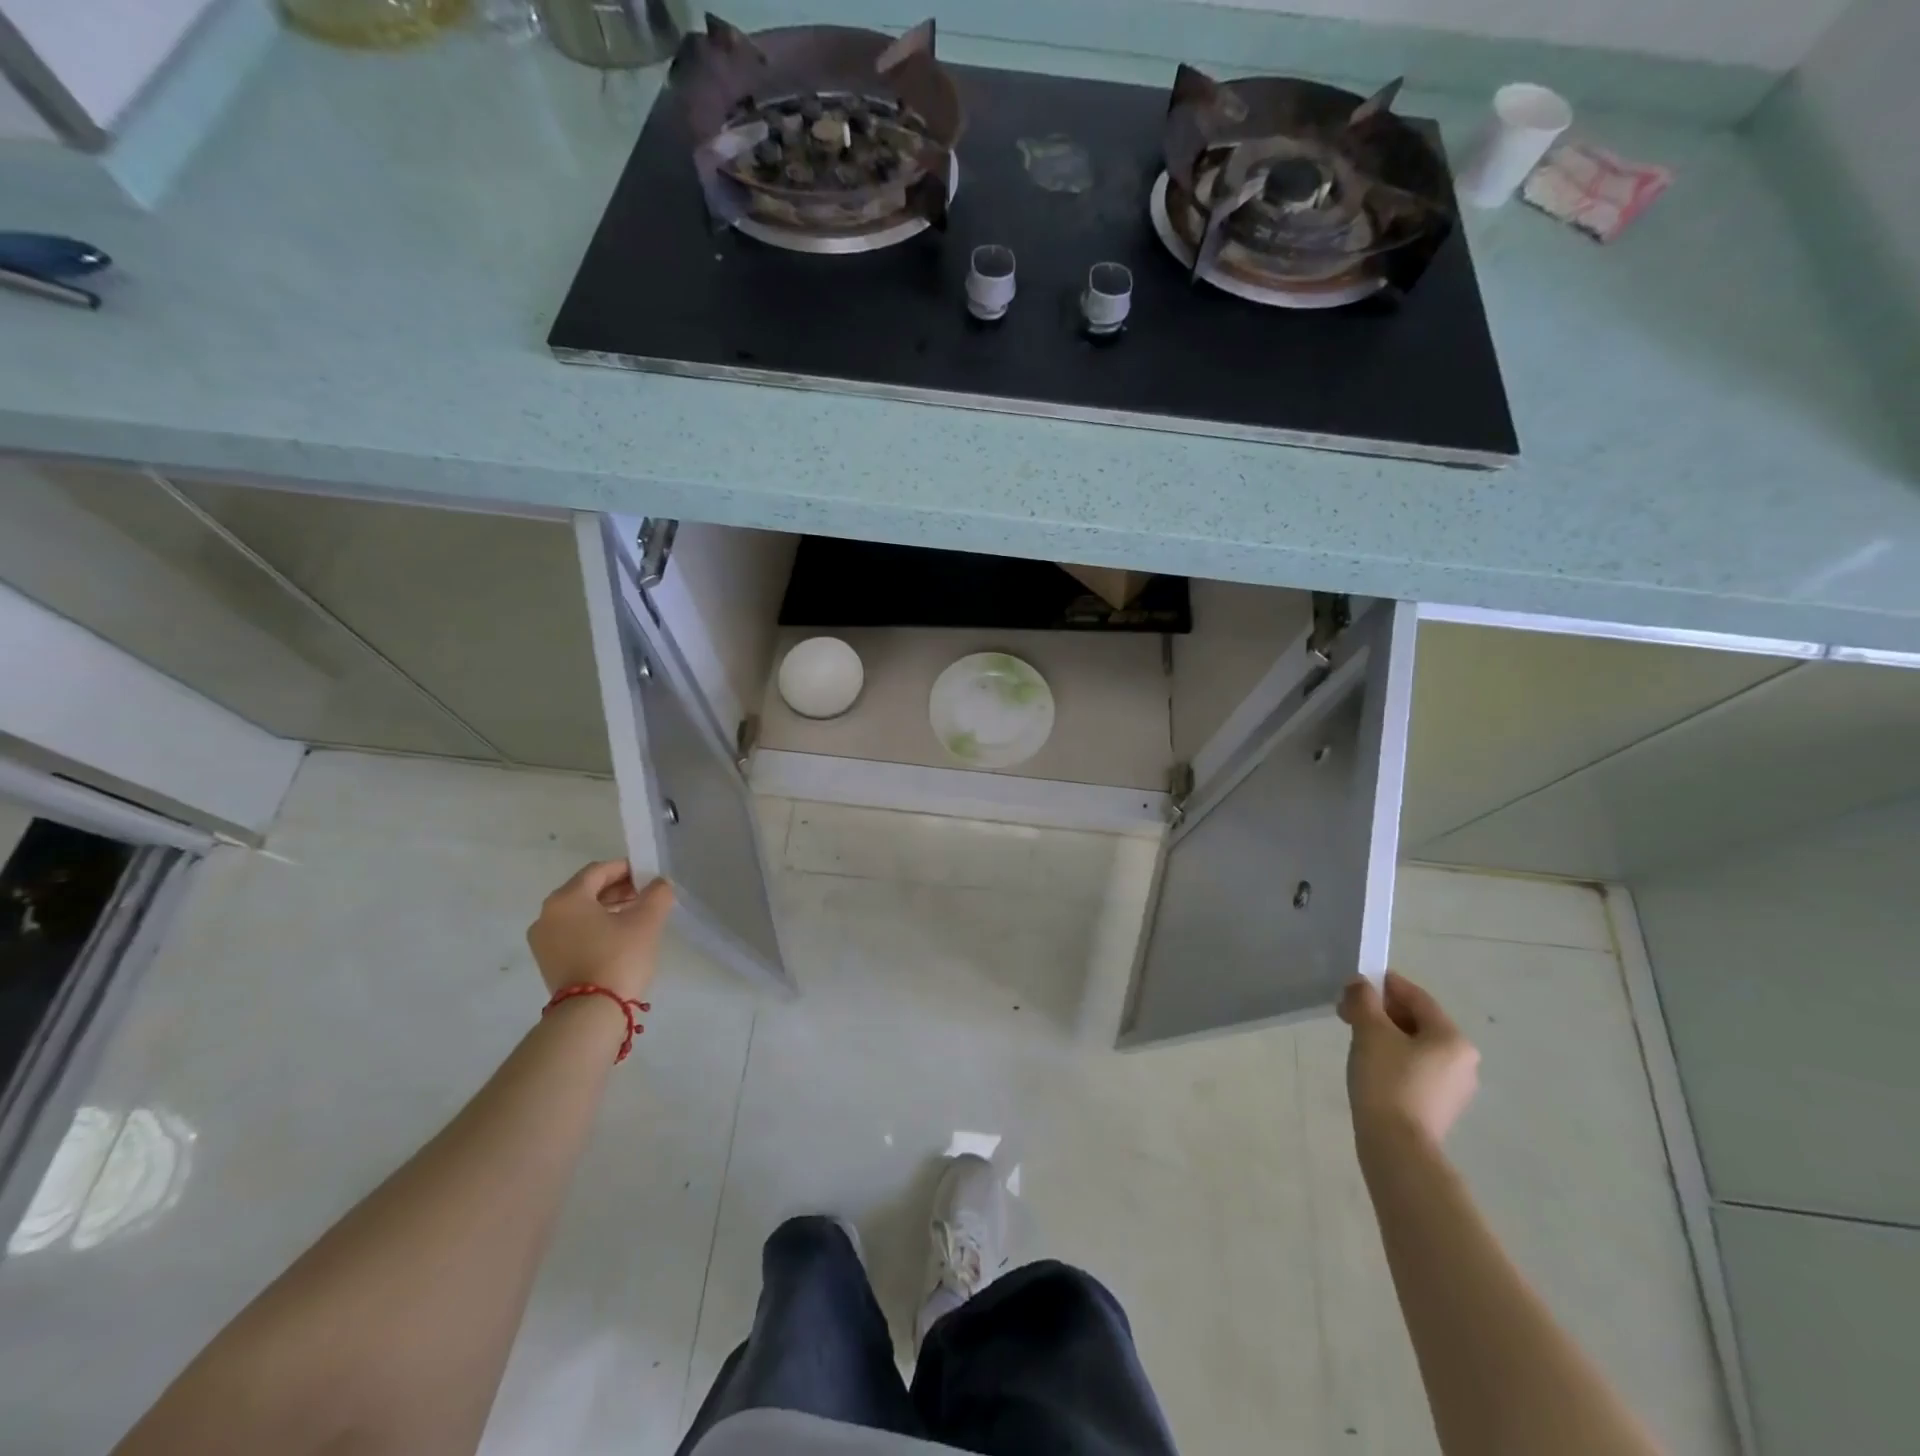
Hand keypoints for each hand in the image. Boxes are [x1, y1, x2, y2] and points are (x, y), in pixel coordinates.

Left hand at [527, 861, 673, 1003]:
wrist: (591, 1014)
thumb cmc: (618, 957)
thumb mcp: (647, 921)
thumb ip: (657, 894)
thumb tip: (659, 884)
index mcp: (566, 898)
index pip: (598, 871)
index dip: (626, 869)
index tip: (649, 876)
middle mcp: (547, 915)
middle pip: (586, 890)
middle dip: (617, 889)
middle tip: (646, 896)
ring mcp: (543, 941)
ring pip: (579, 913)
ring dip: (607, 909)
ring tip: (636, 916)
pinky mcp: (547, 962)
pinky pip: (573, 932)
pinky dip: (595, 927)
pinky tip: (619, 937)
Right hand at [1339, 970, 1479, 1147]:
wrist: (1397, 1145)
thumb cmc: (1387, 1080)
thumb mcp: (1370, 1031)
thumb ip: (1364, 1000)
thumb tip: (1360, 984)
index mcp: (1452, 1038)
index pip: (1417, 997)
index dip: (1385, 984)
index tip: (1355, 982)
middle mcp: (1463, 1060)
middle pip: (1418, 1021)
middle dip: (1381, 1011)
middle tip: (1347, 1011)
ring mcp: (1454, 1087)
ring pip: (1415, 1046)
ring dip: (1385, 1034)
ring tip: (1355, 1037)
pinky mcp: (1440, 1106)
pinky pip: (1416, 1068)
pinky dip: (1393, 1057)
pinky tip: (1370, 1064)